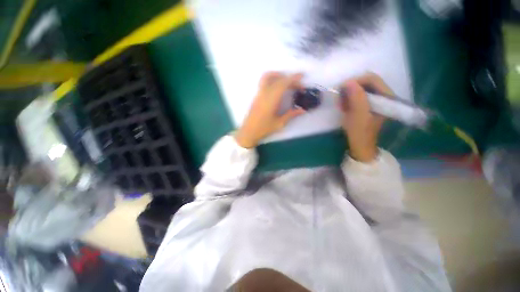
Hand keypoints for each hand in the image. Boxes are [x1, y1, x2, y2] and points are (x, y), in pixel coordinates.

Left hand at [235, 72, 305, 147]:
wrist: (248, 132)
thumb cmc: (264, 129)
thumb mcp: (279, 123)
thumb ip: (291, 115)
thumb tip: (303, 110)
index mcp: (271, 100)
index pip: (283, 84)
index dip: (293, 78)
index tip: (302, 76)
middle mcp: (264, 93)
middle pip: (278, 80)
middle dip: (290, 79)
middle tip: (298, 86)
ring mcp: (259, 94)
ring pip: (268, 77)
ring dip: (278, 75)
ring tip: (287, 81)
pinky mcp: (256, 96)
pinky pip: (264, 82)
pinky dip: (272, 79)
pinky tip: (277, 87)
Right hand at [339, 73, 392, 161]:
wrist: (359, 144)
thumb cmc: (360, 132)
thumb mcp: (358, 115)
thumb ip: (356, 97)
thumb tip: (348, 82)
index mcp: (386, 96)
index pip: (372, 79)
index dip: (356, 81)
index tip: (341, 88)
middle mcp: (382, 95)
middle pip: (365, 83)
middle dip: (350, 89)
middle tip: (339, 98)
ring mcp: (374, 100)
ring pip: (359, 89)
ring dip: (347, 95)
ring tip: (340, 105)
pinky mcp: (366, 104)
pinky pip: (356, 96)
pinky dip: (347, 99)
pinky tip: (343, 107)